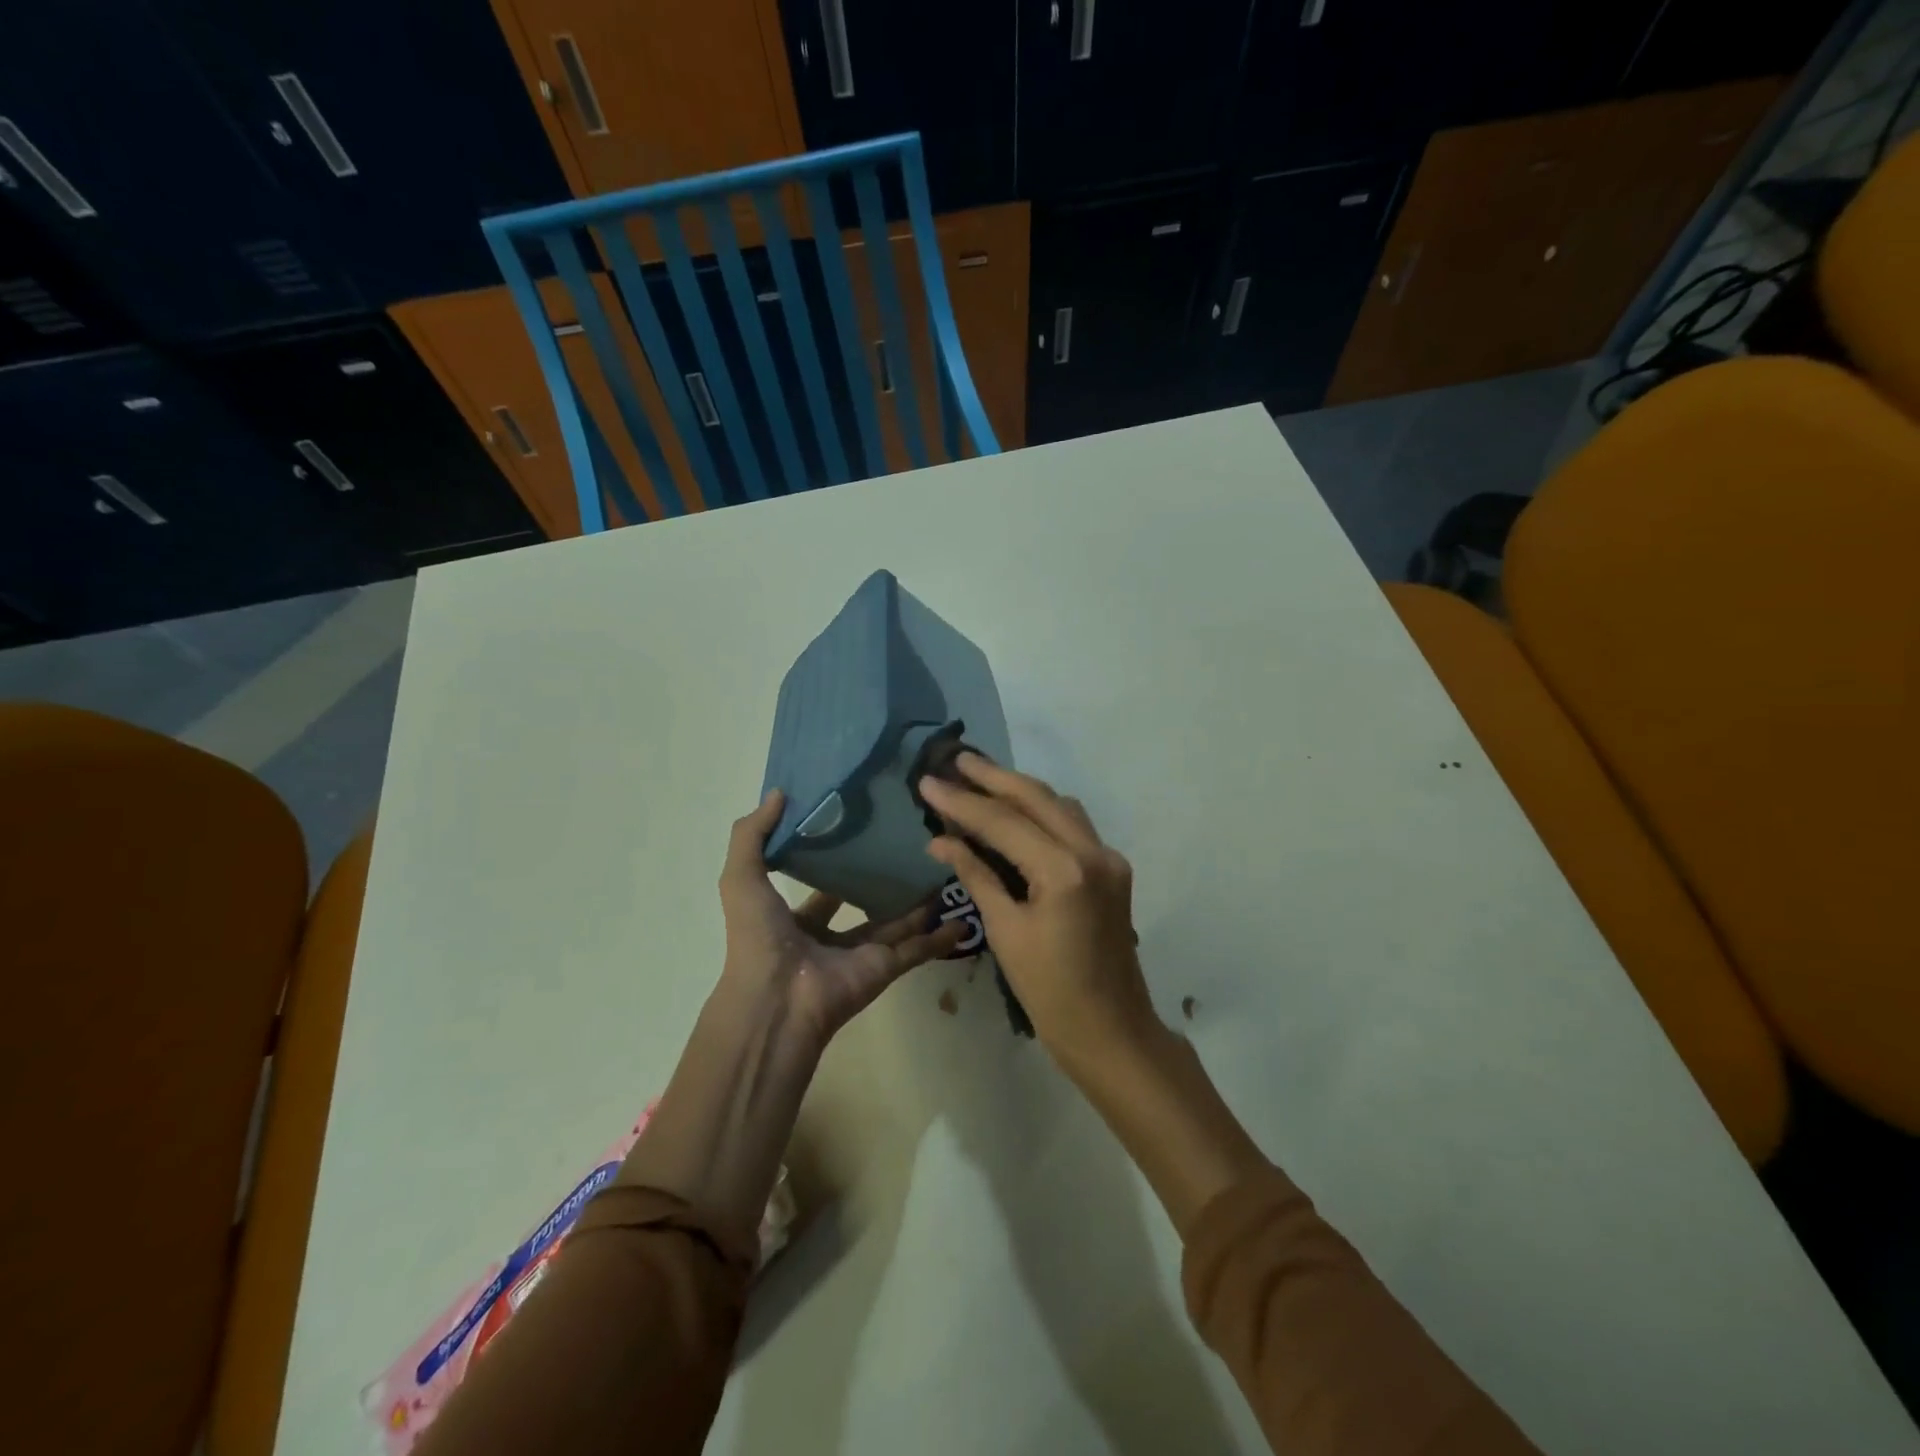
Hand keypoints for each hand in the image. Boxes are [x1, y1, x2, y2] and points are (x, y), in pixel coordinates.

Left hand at [720, 789, 964, 1047]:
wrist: (778, 1001)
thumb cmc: (759, 937)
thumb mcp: (741, 878)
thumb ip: (752, 835)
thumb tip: (779, 793)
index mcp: (796, 919)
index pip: (820, 887)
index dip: (836, 861)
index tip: (861, 829)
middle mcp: (831, 936)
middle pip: (864, 902)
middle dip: (882, 880)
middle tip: (910, 845)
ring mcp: (862, 953)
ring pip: (898, 923)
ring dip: (919, 903)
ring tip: (943, 869)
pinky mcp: (886, 967)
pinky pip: (920, 949)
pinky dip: (941, 937)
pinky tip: (965, 917)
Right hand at [920, 757, 1156, 1064]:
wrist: (1111, 1030)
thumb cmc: (1050, 992)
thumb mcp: (1006, 931)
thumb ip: (977, 874)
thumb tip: (940, 839)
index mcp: (1065, 871)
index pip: (1004, 822)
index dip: (962, 801)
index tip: (929, 781)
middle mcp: (1093, 852)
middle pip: (1037, 798)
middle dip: (994, 777)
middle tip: (957, 759)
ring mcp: (1108, 858)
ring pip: (1059, 805)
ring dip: (1019, 789)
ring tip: (980, 779)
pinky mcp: (1112, 868)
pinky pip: (1072, 825)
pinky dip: (1041, 812)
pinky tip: (1015, 811)